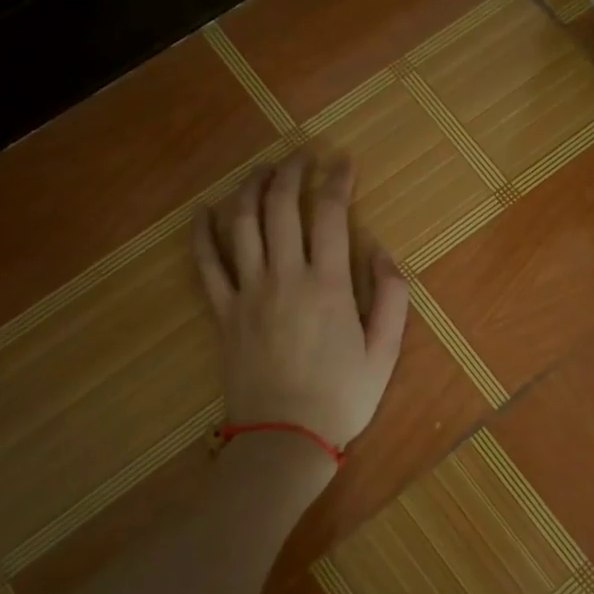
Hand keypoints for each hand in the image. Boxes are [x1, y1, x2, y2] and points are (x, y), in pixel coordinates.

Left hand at [193, 152, 409, 456]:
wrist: (284, 438)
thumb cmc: (342, 397)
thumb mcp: (385, 351)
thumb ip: (391, 296)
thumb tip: (380, 249)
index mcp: (329, 284)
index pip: (330, 213)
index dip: (337, 179)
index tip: (343, 161)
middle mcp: (285, 276)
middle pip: (282, 206)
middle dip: (291, 172)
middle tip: (300, 155)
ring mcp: (248, 292)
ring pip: (243, 224)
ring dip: (251, 189)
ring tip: (262, 170)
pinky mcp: (223, 311)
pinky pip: (206, 264)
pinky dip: (202, 233)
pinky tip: (203, 211)